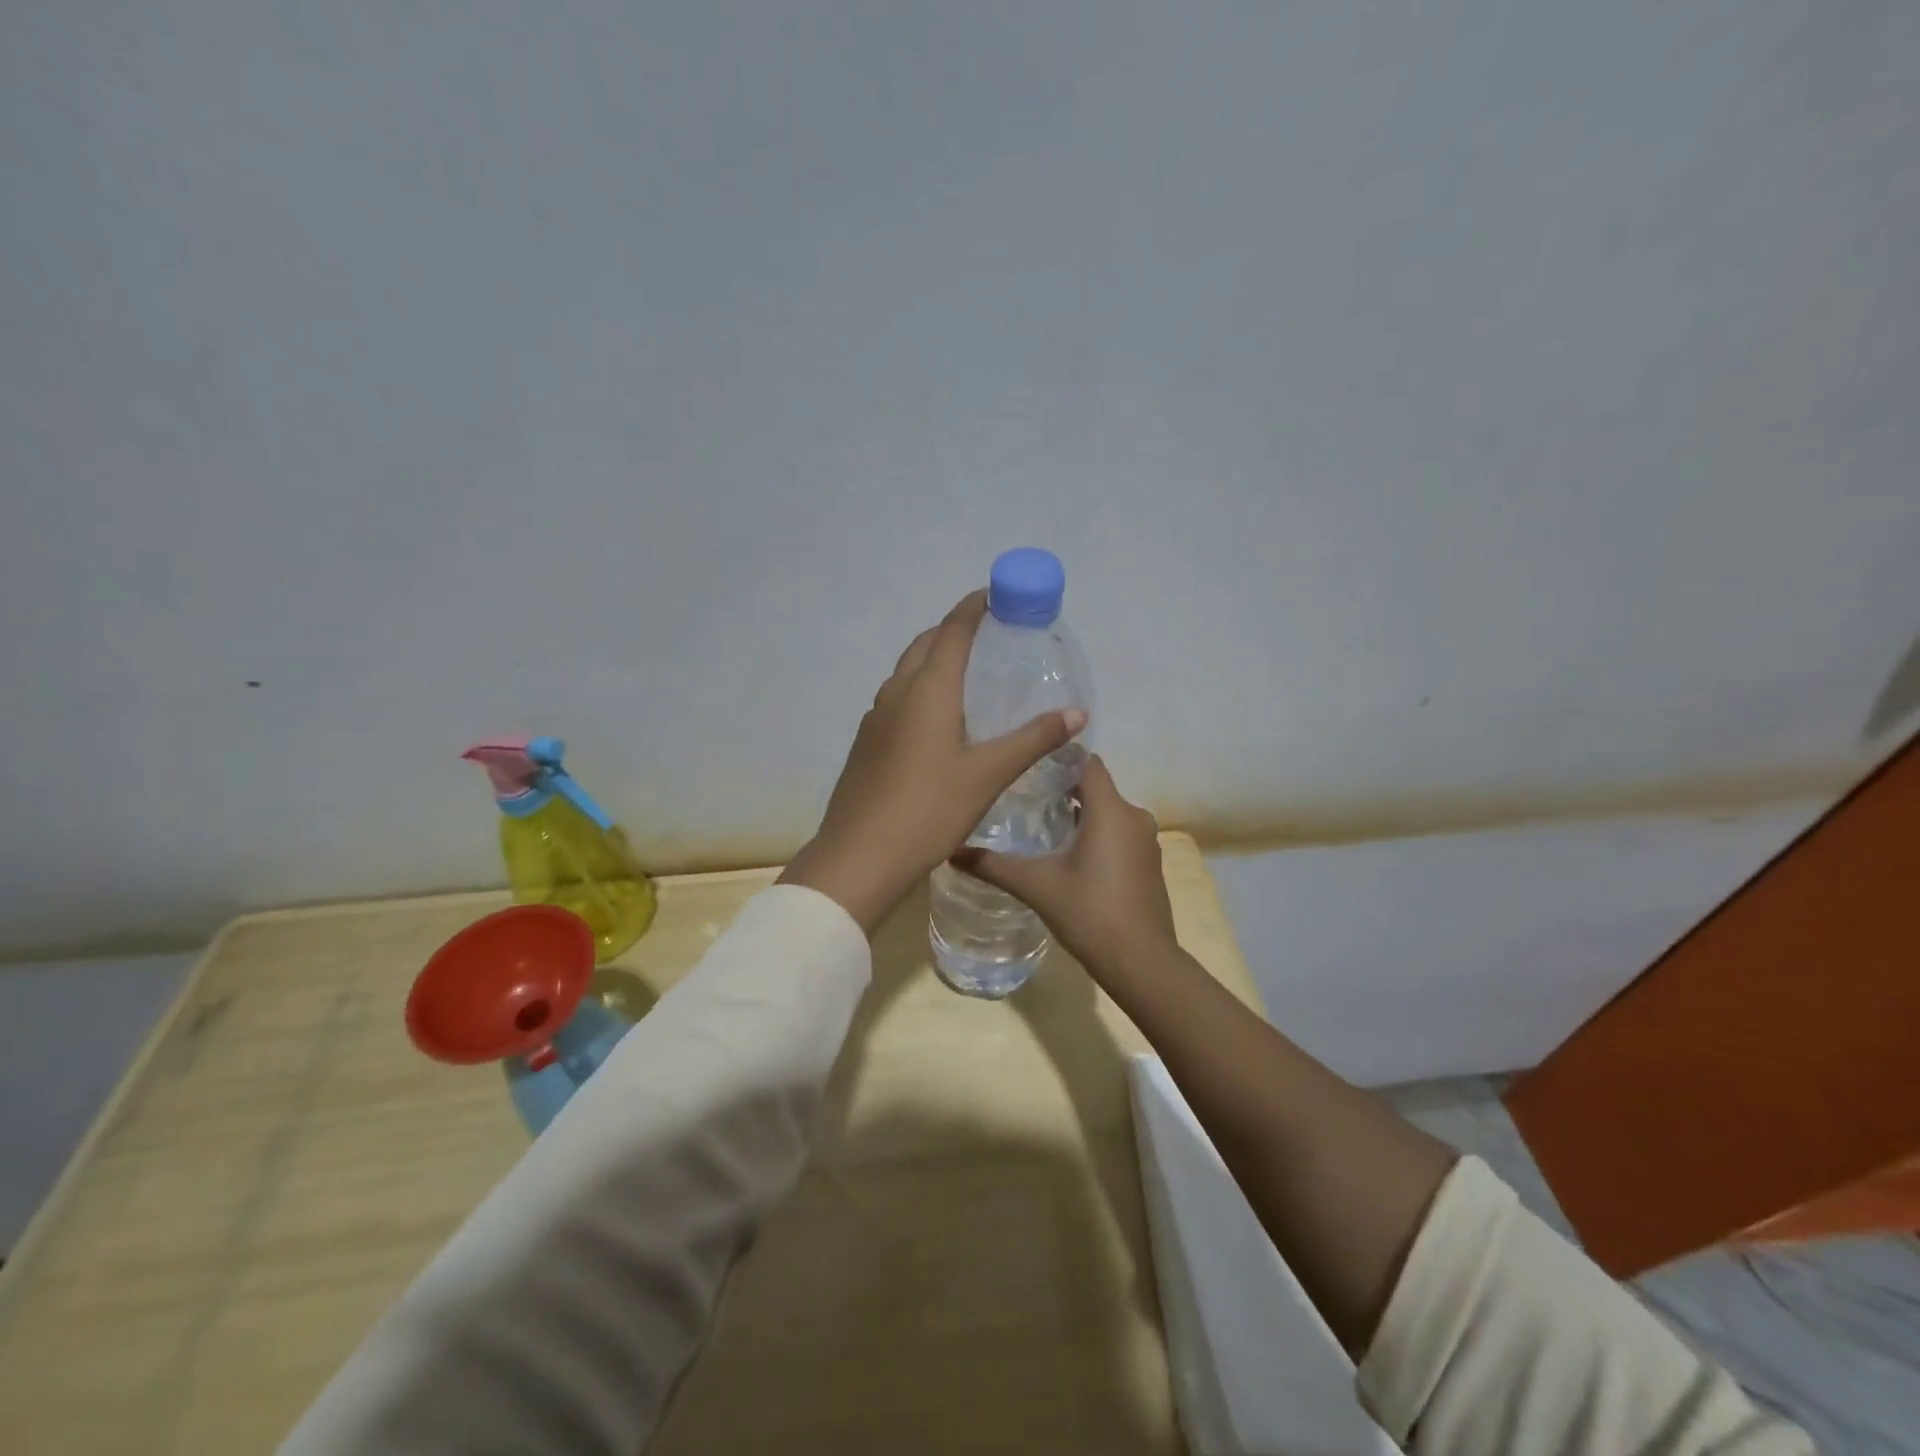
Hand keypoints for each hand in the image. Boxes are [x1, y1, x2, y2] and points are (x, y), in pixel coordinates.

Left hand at [779, 591, 1088, 935]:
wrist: (859, 856)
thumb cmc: (928, 809)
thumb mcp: (988, 774)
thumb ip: (1033, 739)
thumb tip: (1077, 712)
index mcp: (927, 690)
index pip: (952, 631)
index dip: (974, 607)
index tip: (995, 595)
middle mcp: (896, 693)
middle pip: (925, 644)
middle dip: (954, 630)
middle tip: (989, 636)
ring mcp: (875, 718)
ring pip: (906, 671)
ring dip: (933, 659)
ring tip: (967, 673)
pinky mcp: (866, 743)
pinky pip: (897, 698)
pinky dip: (920, 689)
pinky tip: (938, 719)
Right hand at [952, 755, 1173, 977]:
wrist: (1141, 962)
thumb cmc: (1089, 913)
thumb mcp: (1036, 886)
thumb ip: (994, 865)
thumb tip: (952, 851)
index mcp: (1111, 810)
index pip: (1088, 763)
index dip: (1060, 758)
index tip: (1029, 765)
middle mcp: (1134, 817)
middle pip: (1096, 787)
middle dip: (1063, 789)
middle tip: (1024, 797)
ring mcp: (1146, 842)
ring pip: (1109, 813)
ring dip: (1080, 815)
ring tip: (1042, 826)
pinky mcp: (1149, 864)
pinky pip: (1120, 834)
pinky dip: (1097, 836)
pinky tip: (1070, 857)